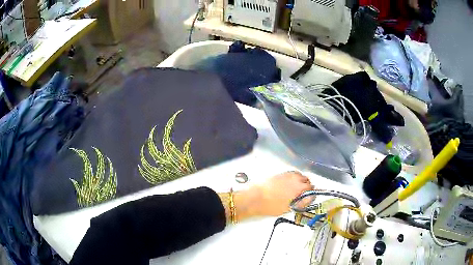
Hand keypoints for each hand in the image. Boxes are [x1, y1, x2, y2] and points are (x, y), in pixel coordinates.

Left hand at [237, 171, 313, 216]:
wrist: (255, 198)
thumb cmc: (271, 205)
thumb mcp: (289, 208)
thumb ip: (301, 203)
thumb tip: (308, 200)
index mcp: (299, 188)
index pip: (312, 189)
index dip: (311, 194)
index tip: (308, 199)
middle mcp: (295, 178)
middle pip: (307, 180)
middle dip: (306, 187)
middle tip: (302, 195)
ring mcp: (287, 175)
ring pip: (299, 176)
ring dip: (300, 181)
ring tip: (295, 189)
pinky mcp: (280, 174)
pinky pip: (291, 174)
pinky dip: (293, 178)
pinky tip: (288, 184)